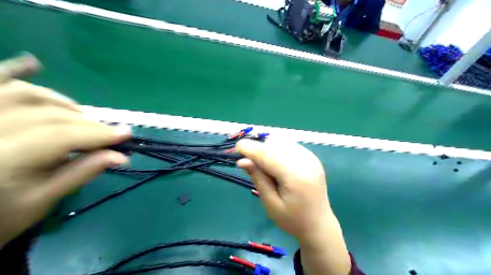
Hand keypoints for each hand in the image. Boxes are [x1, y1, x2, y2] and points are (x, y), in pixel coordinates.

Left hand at [0, 55, 130, 245]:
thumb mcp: (42, 202)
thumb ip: (82, 173)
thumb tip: (121, 156)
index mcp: (2, 159)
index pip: (61, 136)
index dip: (98, 133)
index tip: (126, 134)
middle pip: (48, 115)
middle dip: (87, 123)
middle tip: (109, 133)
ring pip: (24, 95)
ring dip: (62, 103)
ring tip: (82, 115)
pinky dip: (13, 71)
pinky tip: (33, 64)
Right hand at [235, 141, 350, 273]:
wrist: (319, 224)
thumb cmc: (293, 220)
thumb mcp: (271, 203)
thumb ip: (258, 178)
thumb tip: (242, 161)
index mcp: (296, 175)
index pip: (268, 154)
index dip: (250, 149)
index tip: (235, 149)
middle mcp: (305, 161)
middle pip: (274, 145)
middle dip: (258, 150)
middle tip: (247, 162)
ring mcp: (311, 157)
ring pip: (282, 143)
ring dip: (267, 149)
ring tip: (261, 165)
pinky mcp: (312, 157)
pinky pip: (290, 146)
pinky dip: (277, 150)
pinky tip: (274, 162)